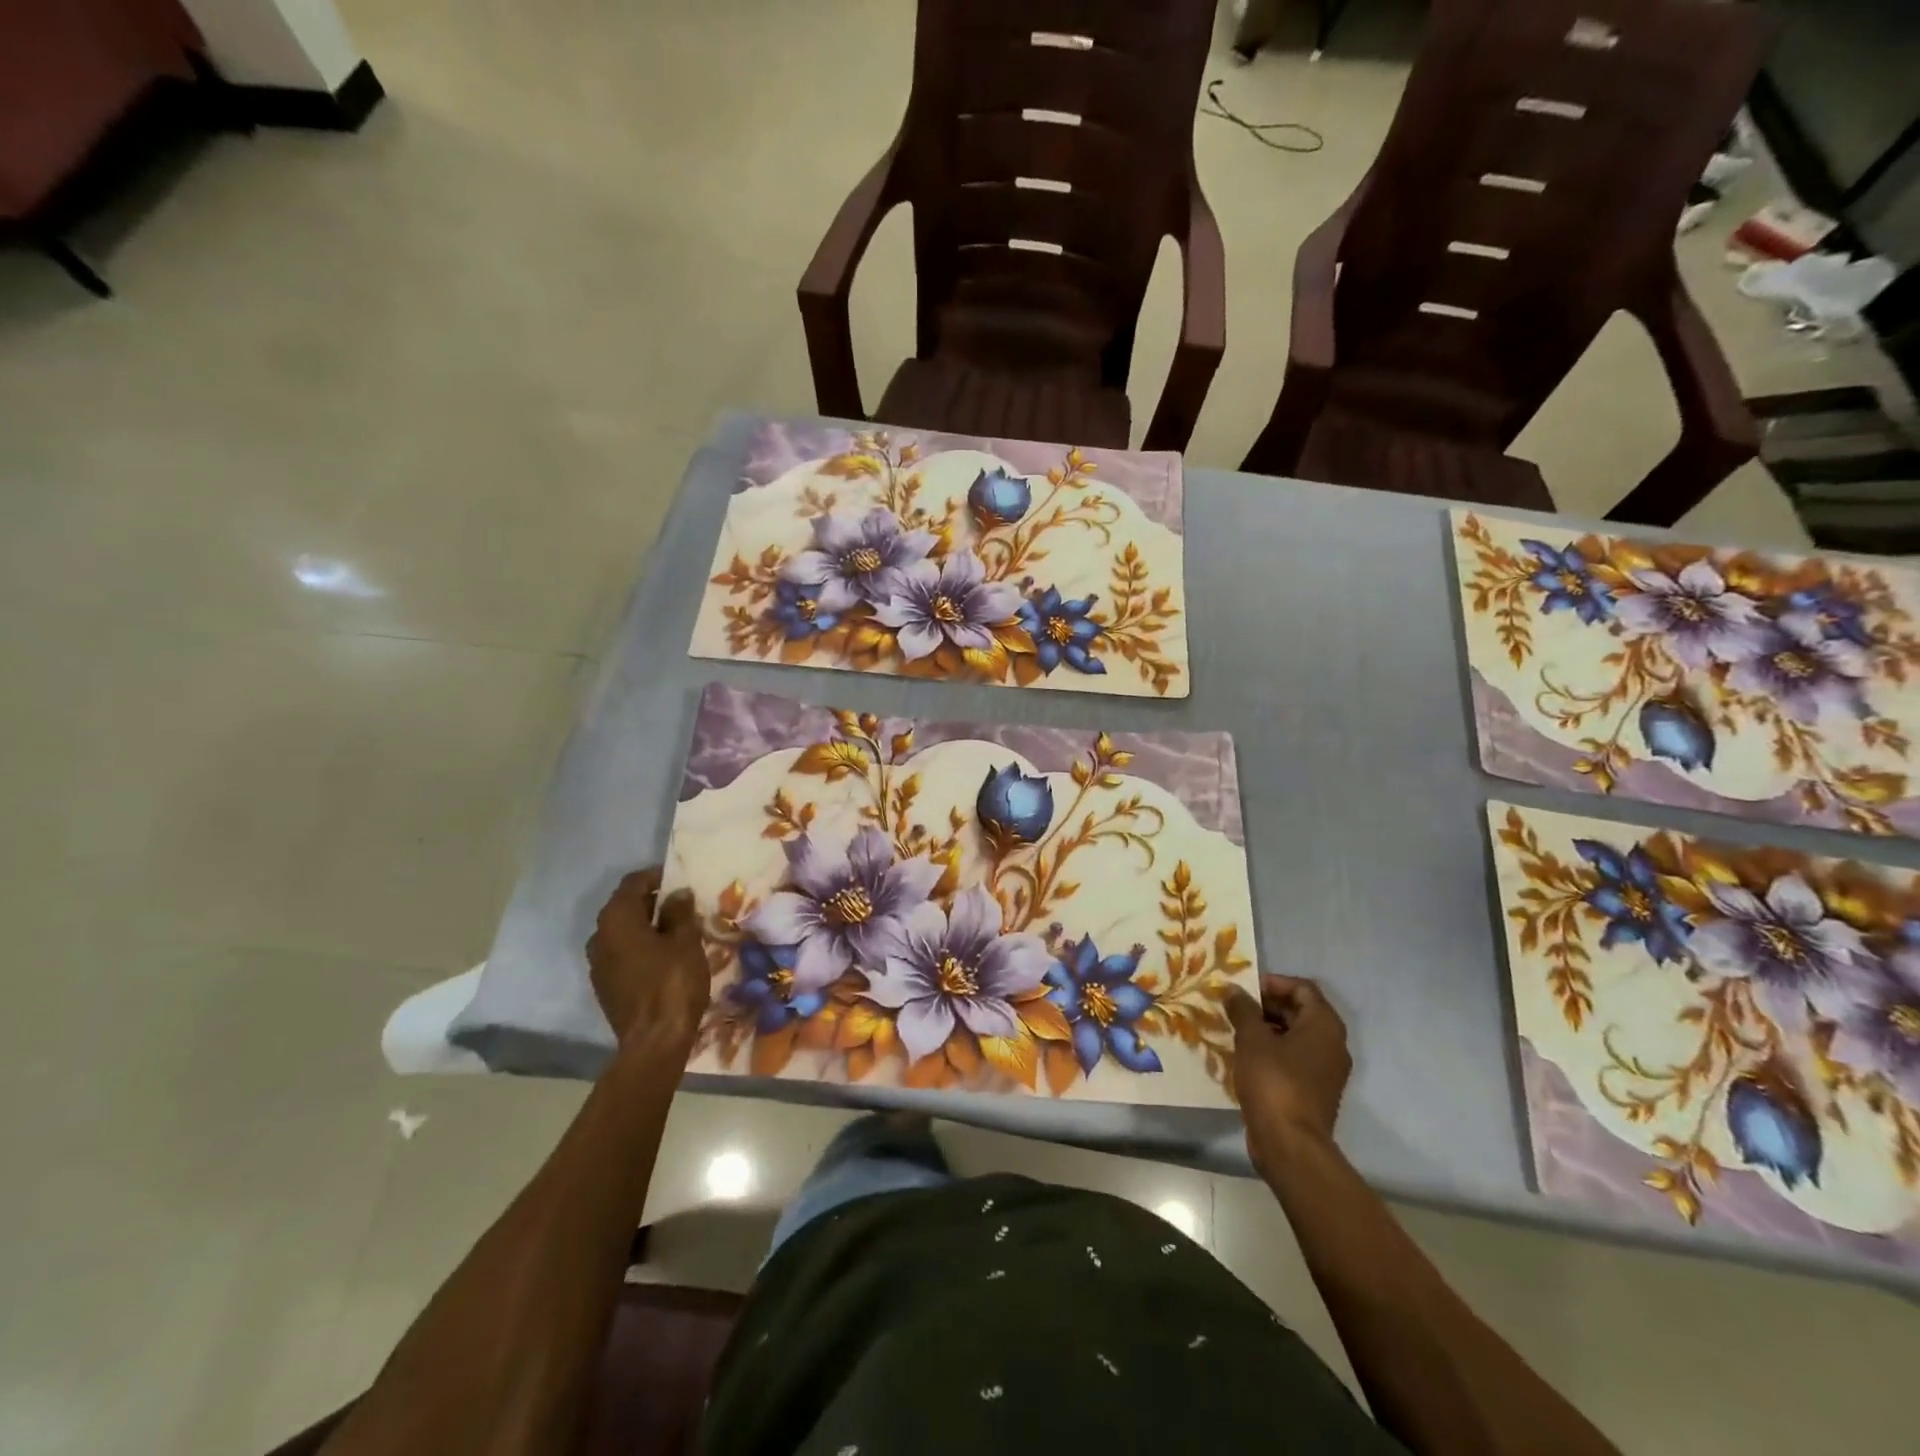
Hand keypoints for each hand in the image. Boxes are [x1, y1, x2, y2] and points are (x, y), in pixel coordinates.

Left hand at [586, 868, 708, 1050]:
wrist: (653, 1042)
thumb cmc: (673, 983)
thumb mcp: (686, 942)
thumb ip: (679, 913)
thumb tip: (677, 894)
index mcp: (616, 920)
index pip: (633, 883)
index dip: (657, 877)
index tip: (680, 880)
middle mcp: (599, 937)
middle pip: (625, 907)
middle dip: (653, 902)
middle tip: (683, 904)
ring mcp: (598, 964)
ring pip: (623, 932)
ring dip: (646, 926)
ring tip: (677, 930)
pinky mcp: (605, 986)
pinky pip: (622, 954)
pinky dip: (640, 947)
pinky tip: (664, 956)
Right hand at [1226, 973, 1351, 1180]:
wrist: (1289, 1144)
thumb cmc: (1274, 1082)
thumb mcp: (1252, 1039)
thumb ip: (1243, 1009)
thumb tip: (1232, 989)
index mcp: (1324, 1026)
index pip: (1302, 988)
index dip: (1273, 983)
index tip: (1244, 989)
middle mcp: (1331, 1044)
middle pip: (1300, 1011)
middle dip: (1266, 1005)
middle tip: (1235, 1007)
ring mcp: (1325, 1070)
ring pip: (1295, 1036)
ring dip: (1266, 1028)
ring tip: (1235, 1029)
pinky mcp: (1313, 1090)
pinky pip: (1293, 1058)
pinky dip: (1272, 1051)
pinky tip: (1245, 1056)